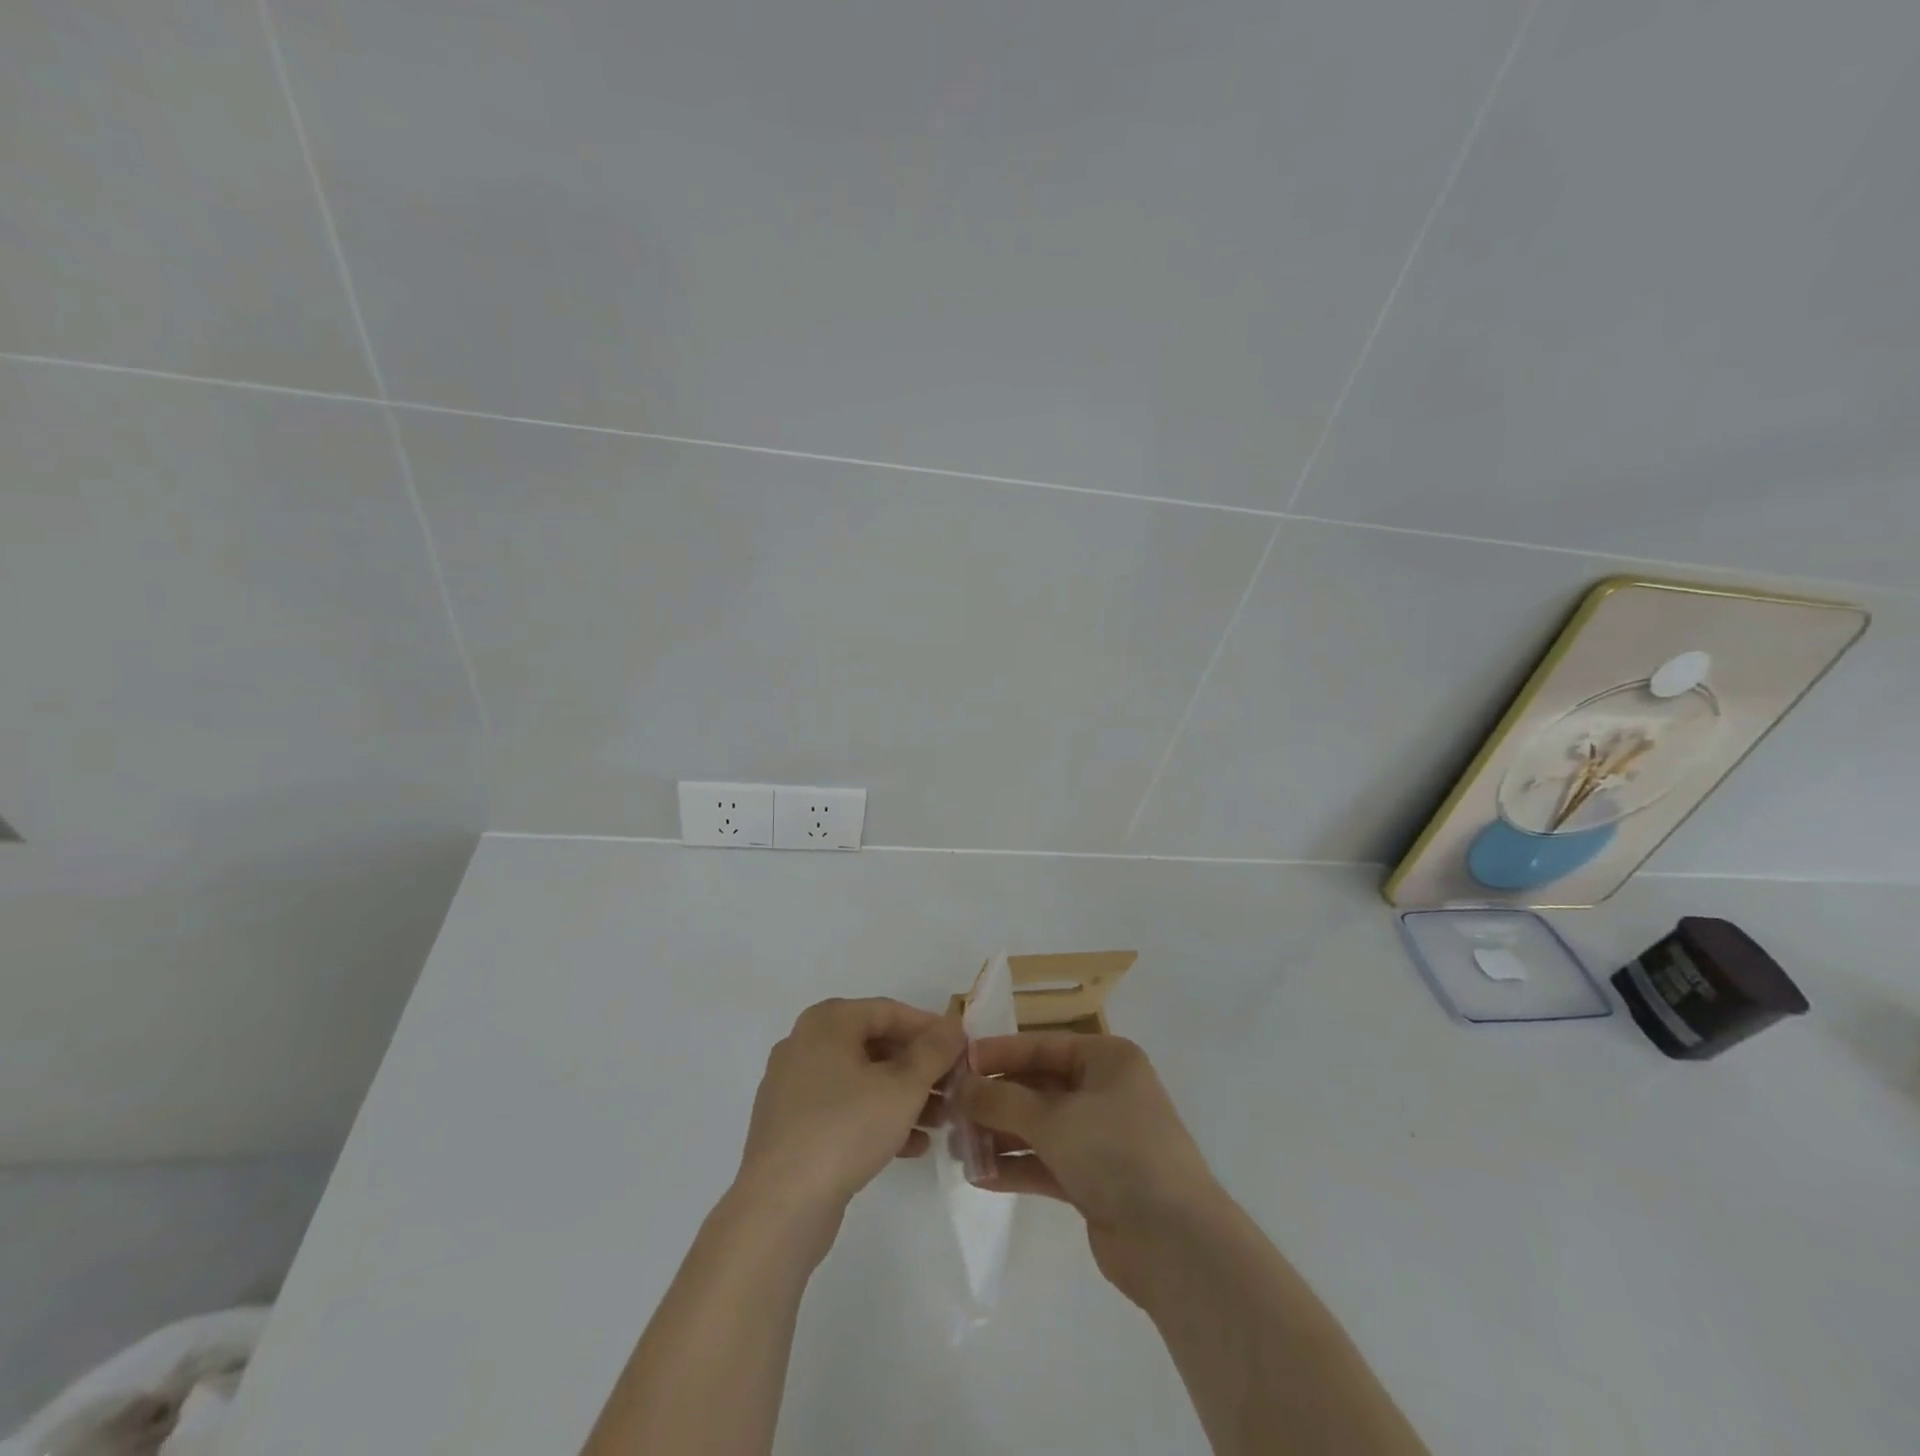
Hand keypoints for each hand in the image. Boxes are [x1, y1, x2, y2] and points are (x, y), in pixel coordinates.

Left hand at [734, 997, 963, 1225]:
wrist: (780, 1206)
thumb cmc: (845, 1129)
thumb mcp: (903, 1087)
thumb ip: (933, 1052)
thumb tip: (953, 1026)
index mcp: (827, 1022)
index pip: (889, 1011)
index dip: (929, 1028)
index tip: (962, 1050)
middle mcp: (806, 1044)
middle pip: (875, 1045)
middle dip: (919, 1068)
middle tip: (954, 1088)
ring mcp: (795, 1086)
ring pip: (861, 1080)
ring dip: (903, 1096)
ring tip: (941, 1121)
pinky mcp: (792, 1126)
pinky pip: (844, 1109)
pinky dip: (877, 1118)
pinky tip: (912, 1146)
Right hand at [955, 1033, 1225, 1300]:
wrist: (1174, 1243)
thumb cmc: (1116, 1153)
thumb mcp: (1054, 1118)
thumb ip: (1002, 1100)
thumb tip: (960, 1087)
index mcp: (1107, 1060)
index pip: (1043, 1046)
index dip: (999, 1054)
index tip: (958, 1064)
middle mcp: (1105, 1091)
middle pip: (1039, 1087)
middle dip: (996, 1101)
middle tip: (950, 1111)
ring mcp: (1101, 1138)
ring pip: (1040, 1127)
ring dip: (1001, 1136)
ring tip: (957, 1147)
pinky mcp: (1095, 1180)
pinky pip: (1047, 1163)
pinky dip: (1017, 1166)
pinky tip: (979, 1176)